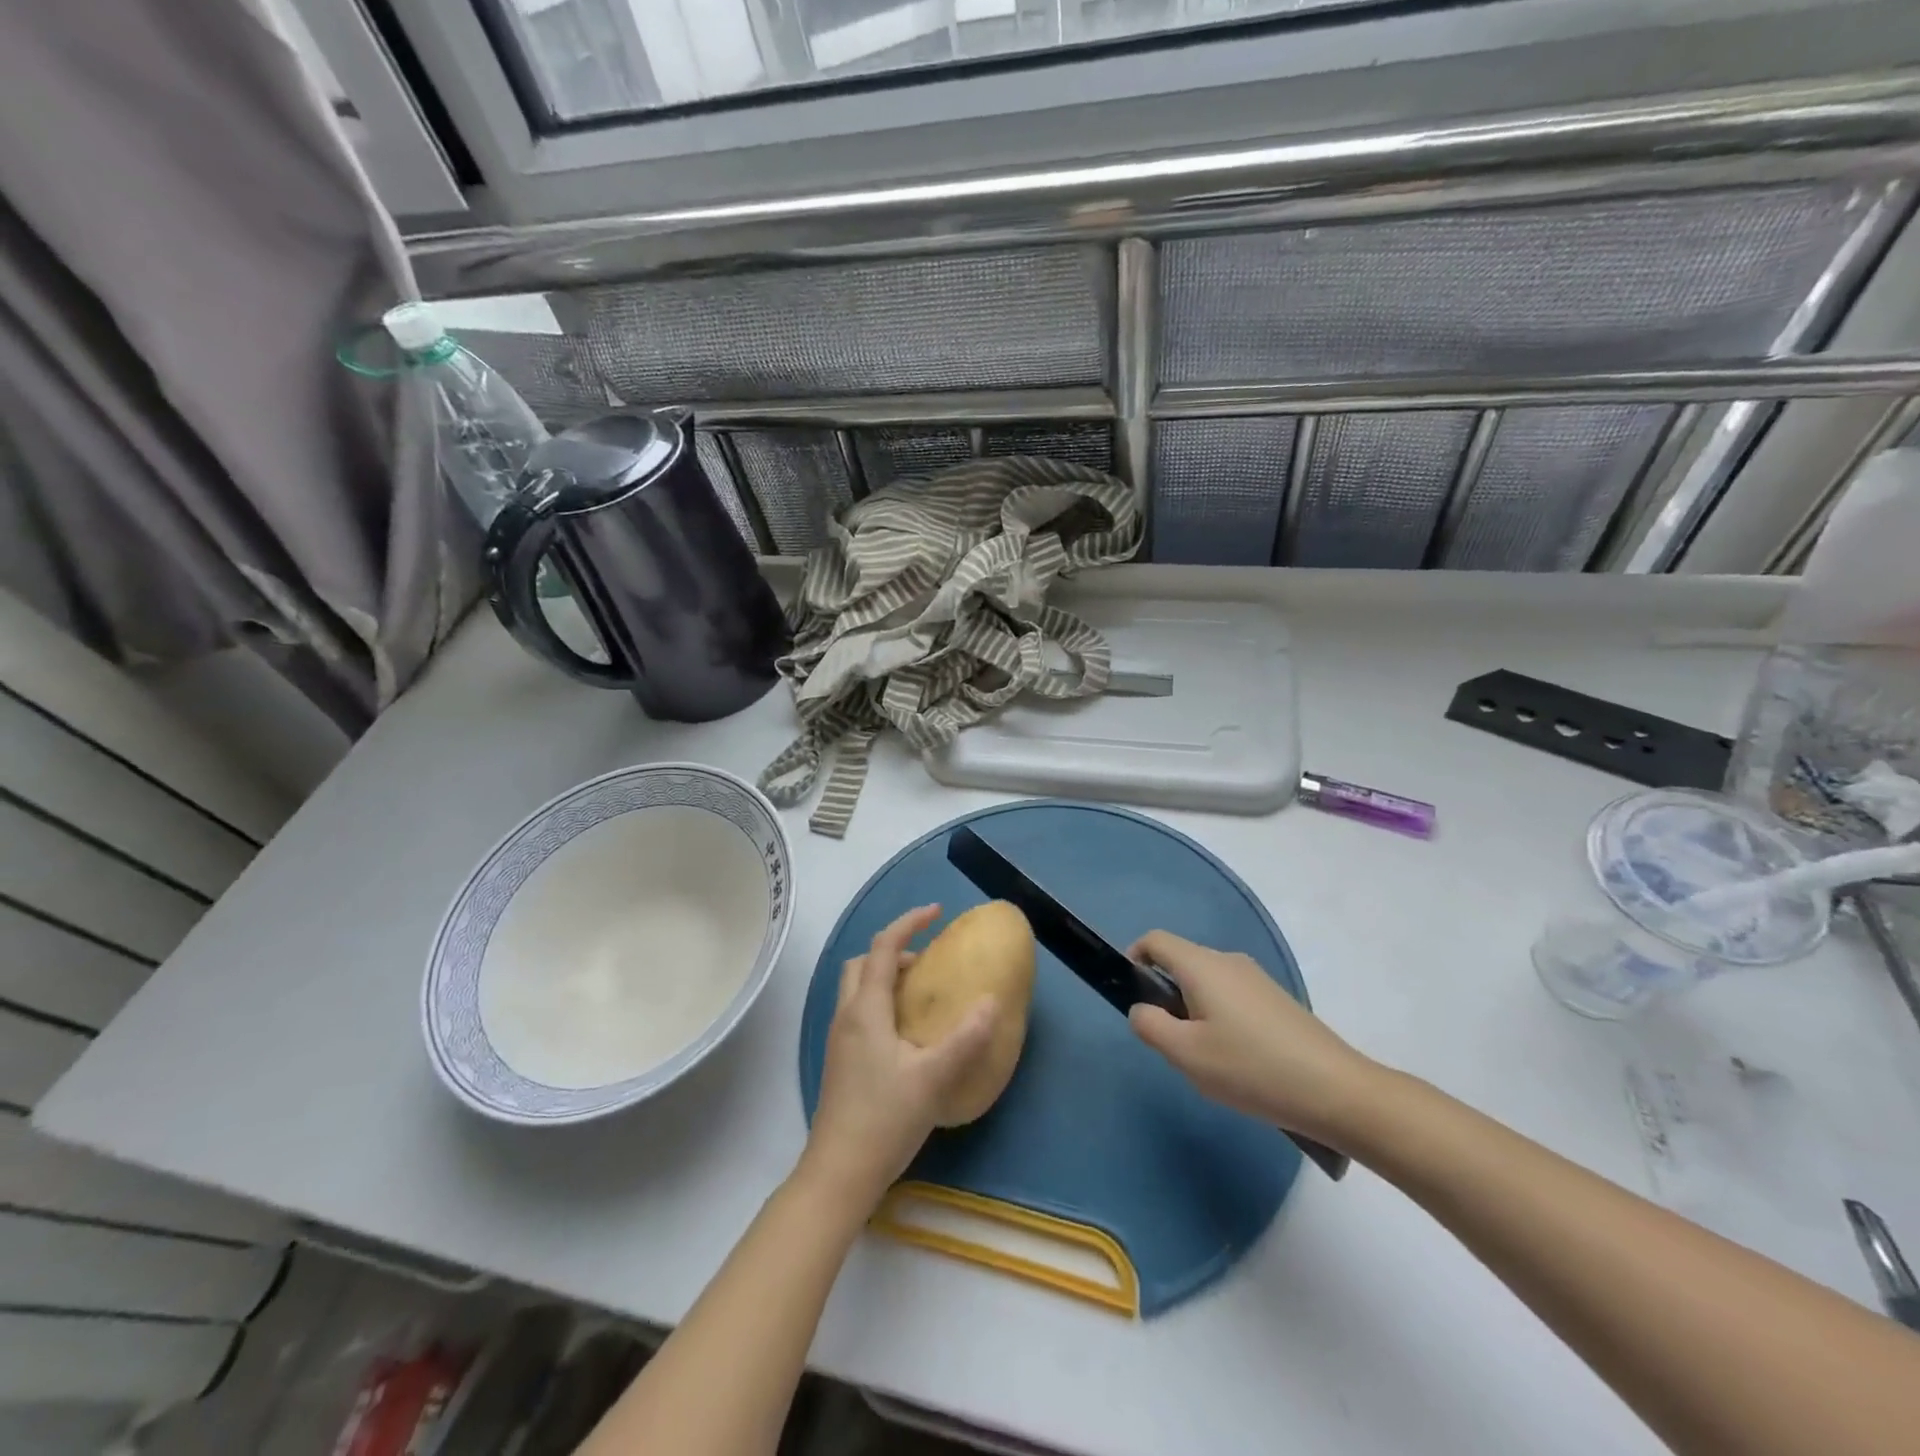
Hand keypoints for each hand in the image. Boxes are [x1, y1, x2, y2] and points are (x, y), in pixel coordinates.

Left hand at [799, 905, 995, 1210]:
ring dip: (887, 977)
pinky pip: (860, 1010)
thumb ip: (965, 1039)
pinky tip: (908, 1033)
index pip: (883, 947)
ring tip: (922, 996)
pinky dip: (882, 1001)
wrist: (839, 1173)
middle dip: (894, 951)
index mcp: (866, 1010)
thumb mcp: (933, 1078)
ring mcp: (840, 1039)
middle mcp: (847, 1016)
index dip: (909, 923)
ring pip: (858, 988)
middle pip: (863, 963)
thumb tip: (991, 1002)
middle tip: (928, 964)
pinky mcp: (842, 1060)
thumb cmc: (884, 1120)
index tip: (936, 913)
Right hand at [1127, 930, 1379, 1146]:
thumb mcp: (1186, 1054)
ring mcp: (1256, 978)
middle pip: (1181, 962)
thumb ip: (1149, 1025)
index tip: (1135, 999)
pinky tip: (1238, 1062)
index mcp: (1202, 965)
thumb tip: (1142, 1008)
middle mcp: (1228, 960)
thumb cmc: (1251, 1068)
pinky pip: (1231, 997)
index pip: (1154, 940)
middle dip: (1165, 996)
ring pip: (1206, 983)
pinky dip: (1220, 1019)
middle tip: (1173, 1045)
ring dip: (1193, 1012)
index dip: (1134, 959)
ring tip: (1208, 1060)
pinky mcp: (1276, 1000)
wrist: (1337, 1091)